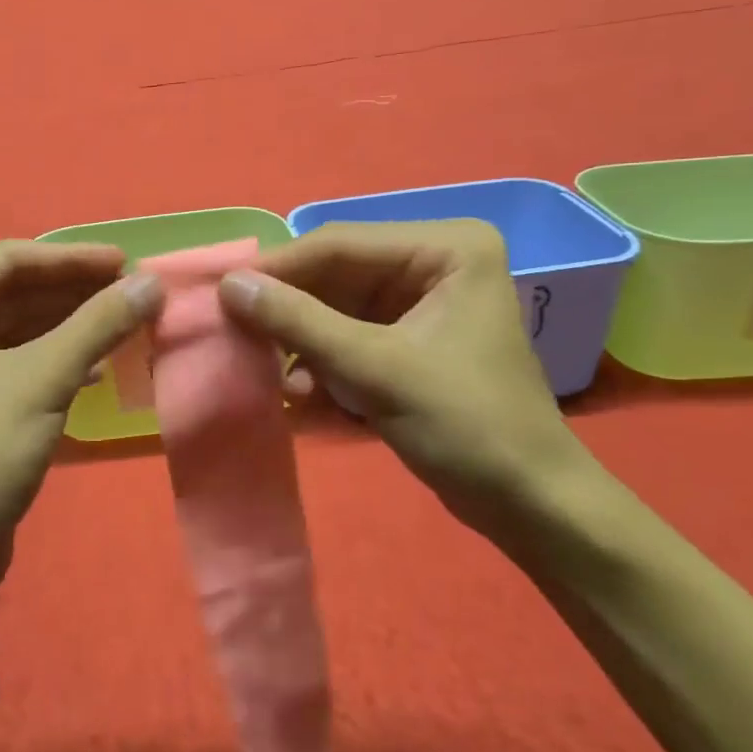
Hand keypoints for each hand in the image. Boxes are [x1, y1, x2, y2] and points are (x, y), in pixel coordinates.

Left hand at [0, 241, 162, 592]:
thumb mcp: (44, 379)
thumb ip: (98, 323)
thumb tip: (153, 282)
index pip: (8, 261)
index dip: (71, 259)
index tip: (127, 261)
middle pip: (15, 291)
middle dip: (75, 291)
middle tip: (135, 290)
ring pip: (21, 326)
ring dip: (74, 324)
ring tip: (128, 320)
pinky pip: (20, 359)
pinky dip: (60, 356)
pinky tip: (102, 364)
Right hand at [219, 220, 600, 534]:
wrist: (530, 507)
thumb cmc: (467, 426)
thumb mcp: (374, 369)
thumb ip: (298, 322)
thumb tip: (229, 285)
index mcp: (446, 247)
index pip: (340, 244)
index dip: (278, 268)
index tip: (222, 292)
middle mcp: (434, 262)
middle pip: (336, 275)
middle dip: (289, 311)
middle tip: (234, 332)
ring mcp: (422, 301)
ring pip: (336, 307)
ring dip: (302, 342)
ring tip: (269, 373)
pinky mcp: (411, 339)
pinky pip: (350, 335)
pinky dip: (324, 362)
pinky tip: (304, 395)